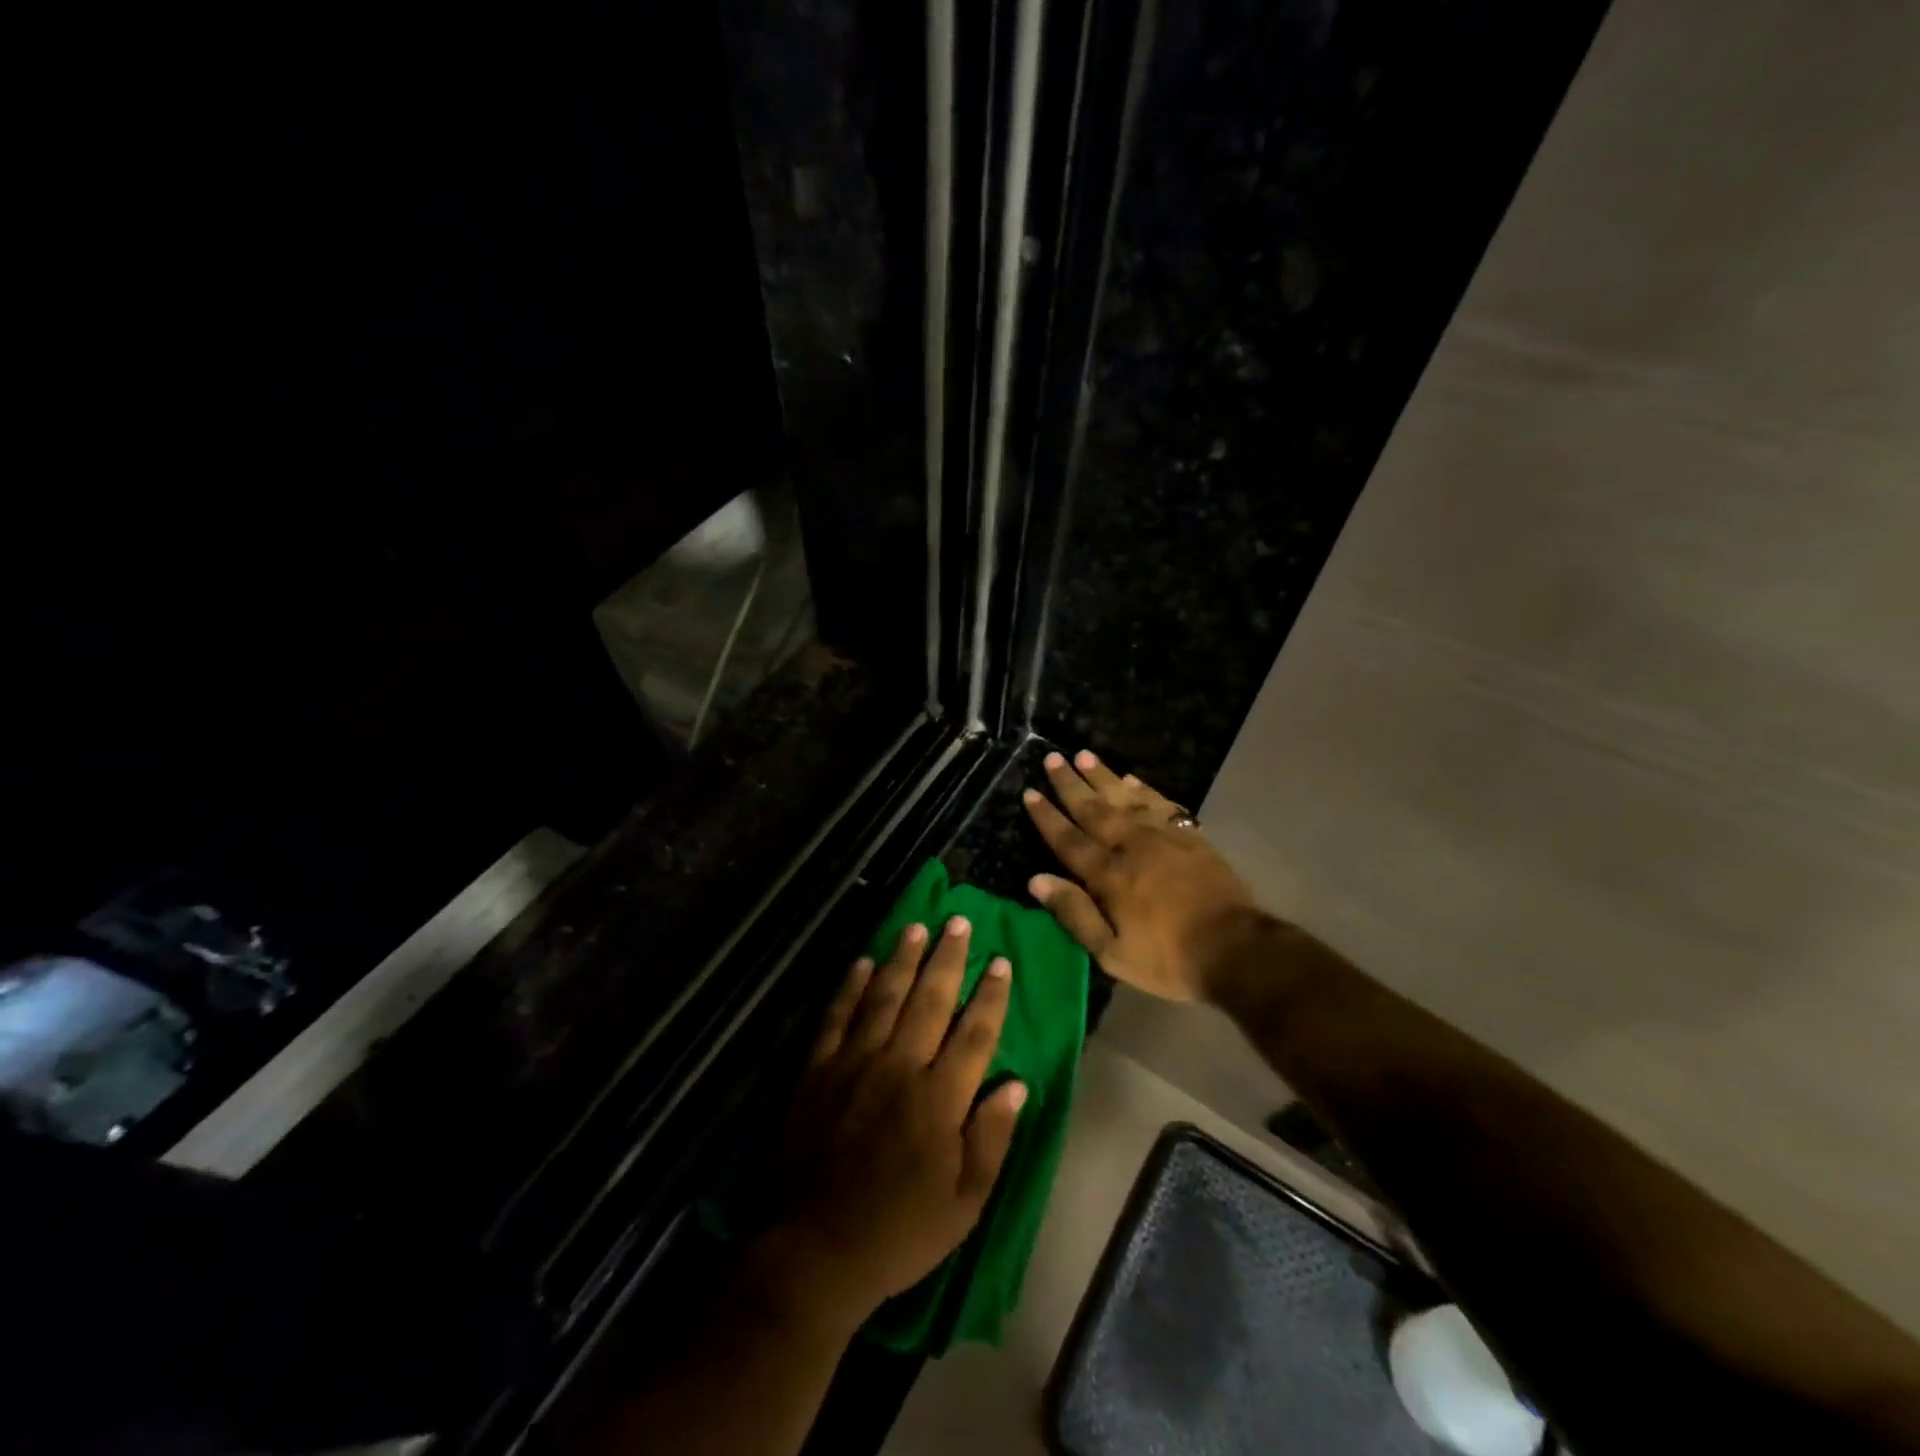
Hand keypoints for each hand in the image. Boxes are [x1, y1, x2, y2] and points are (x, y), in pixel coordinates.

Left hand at [768, 917, 1026, 1328]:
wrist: (812, 1251)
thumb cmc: (899, 1232)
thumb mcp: (964, 1204)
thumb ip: (992, 1139)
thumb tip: (1017, 1084)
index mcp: (939, 1099)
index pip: (974, 1033)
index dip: (990, 995)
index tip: (1001, 961)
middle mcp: (899, 1068)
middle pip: (930, 1001)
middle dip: (948, 958)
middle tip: (959, 921)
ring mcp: (854, 1064)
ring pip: (884, 997)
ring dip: (902, 959)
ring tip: (916, 927)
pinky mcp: (817, 1070)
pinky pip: (837, 1017)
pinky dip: (850, 987)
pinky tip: (863, 962)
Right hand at [1023, 749, 1268, 1002]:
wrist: (1235, 949)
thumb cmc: (1168, 959)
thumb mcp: (1112, 953)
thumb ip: (1074, 914)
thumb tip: (1036, 880)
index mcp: (1108, 876)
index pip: (1069, 840)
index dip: (1047, 817)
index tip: (1030, 792)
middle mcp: (1131, 847)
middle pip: (1094, 809)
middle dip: (1070, 784)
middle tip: (1051, 758)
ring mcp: (1163, 837)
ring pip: (1126, 798)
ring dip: (1102, 776)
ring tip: (1084, 755)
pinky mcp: (1190, 836)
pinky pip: (1161, 803)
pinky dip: (1143, 788)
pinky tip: (1131, 778)